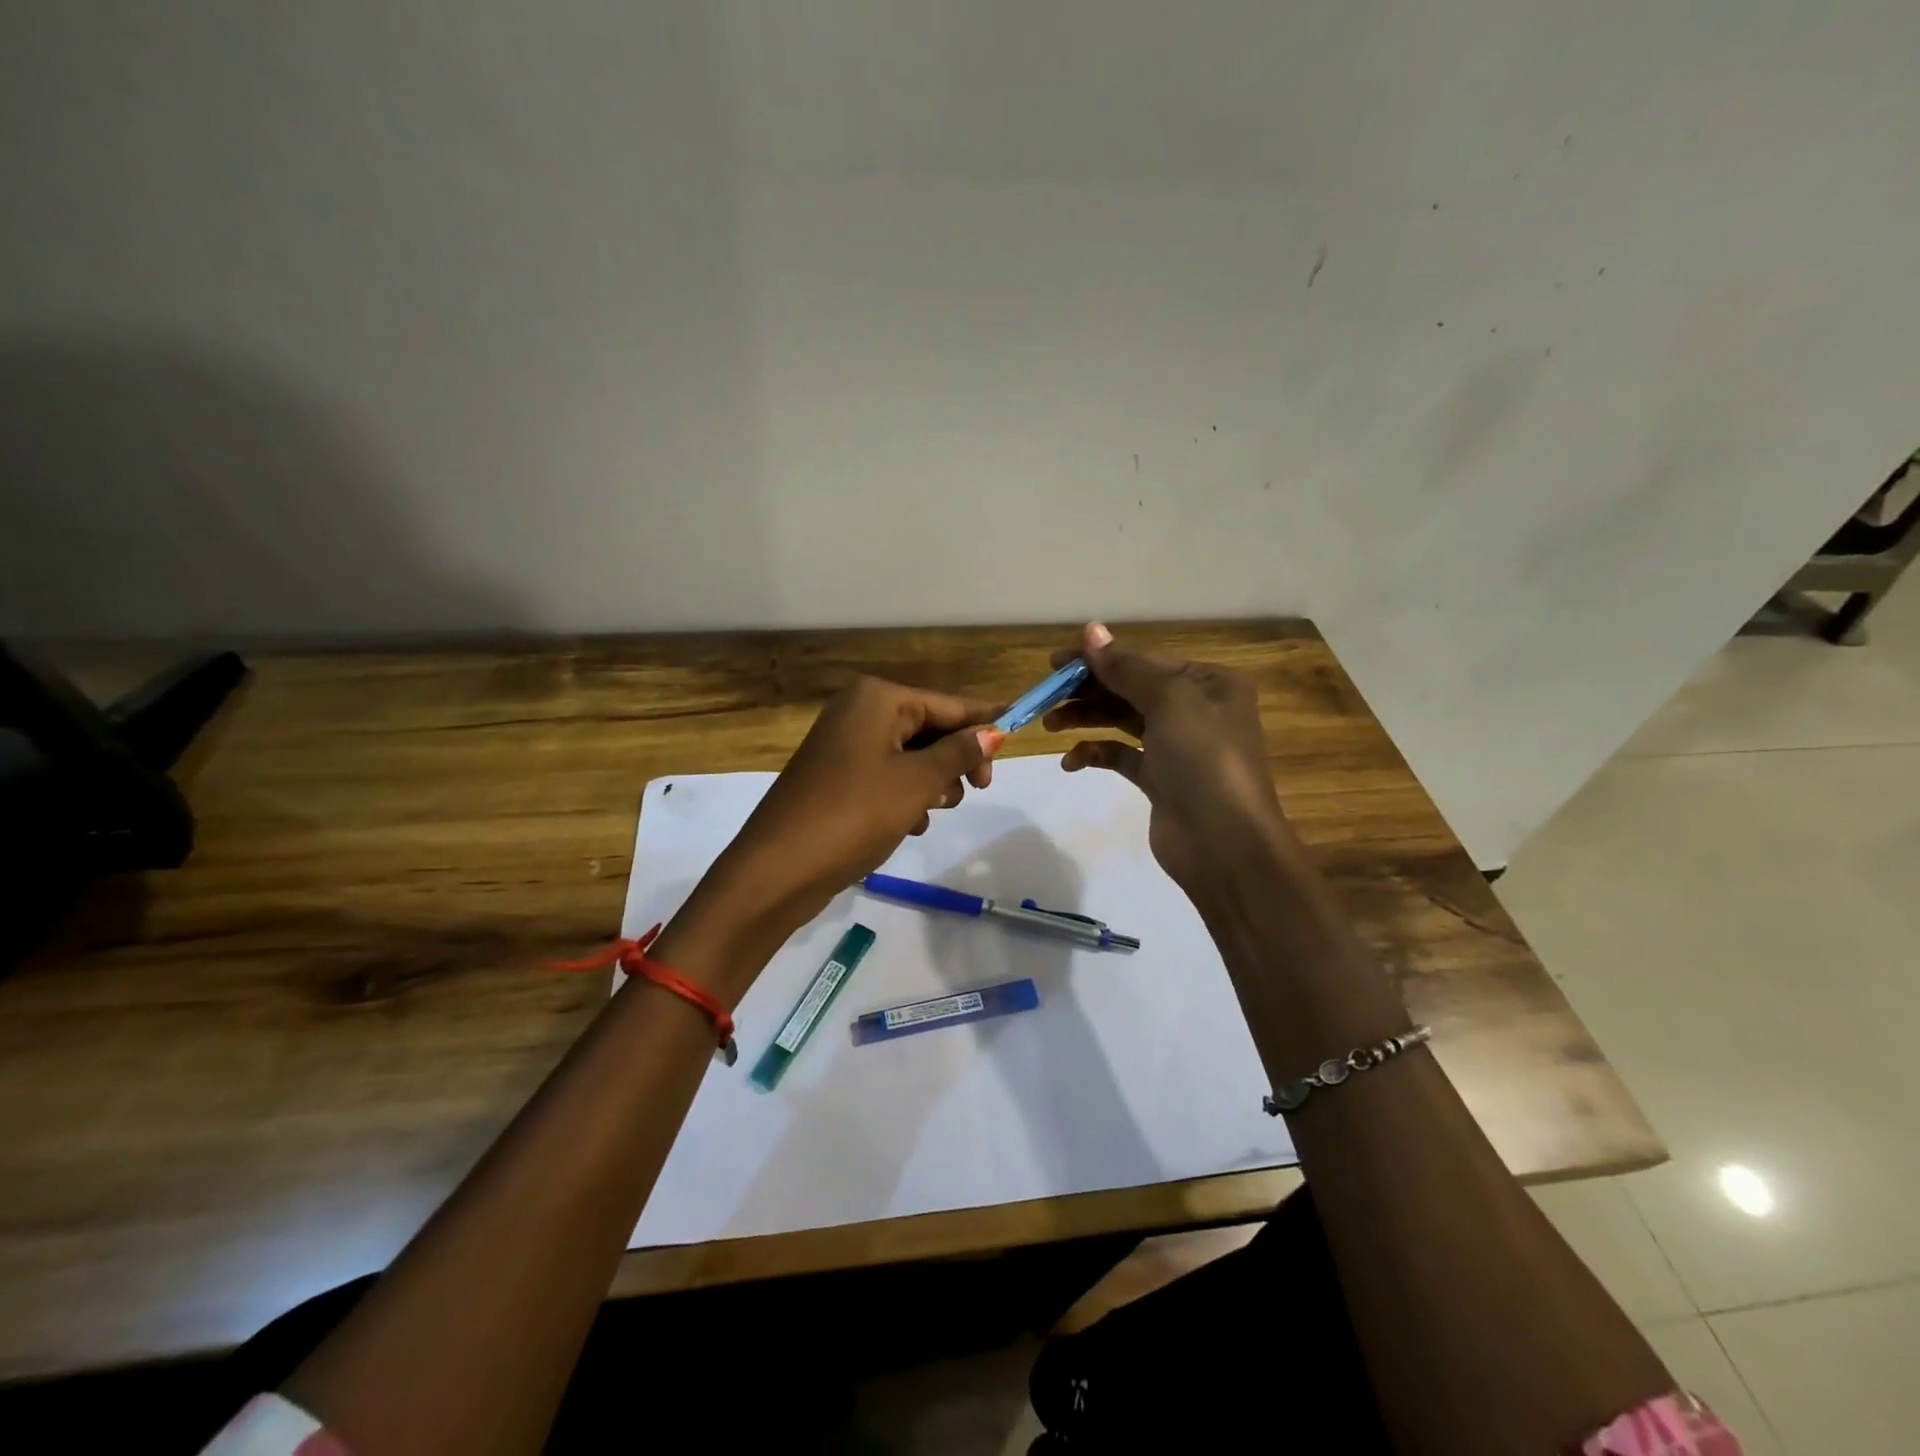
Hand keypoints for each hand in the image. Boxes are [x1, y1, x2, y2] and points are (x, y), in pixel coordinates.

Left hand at [697, 676, 1004, 948]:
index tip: (1020, 733)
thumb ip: (959, 753)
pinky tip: (909, 824)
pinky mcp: (837, 777)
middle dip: (955, 759)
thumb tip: (994, 732)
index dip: (984, 721)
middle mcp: (859, 711)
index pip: (947, 704)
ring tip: (932, 812)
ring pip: (911, 756)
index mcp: (877, 699)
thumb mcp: (916, 782)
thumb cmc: (854, 814)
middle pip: (929, 728)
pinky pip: (887, 776)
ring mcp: (844, 745)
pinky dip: (905, 796)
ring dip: (931, 782)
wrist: (777, 869)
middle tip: (979, 789)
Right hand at [1043, 623, 1287, 902]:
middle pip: (1131, 688)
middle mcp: (1196, 709)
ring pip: (1123, 720)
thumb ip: (1126, 667)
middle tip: (1045, 696)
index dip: (1099, 659)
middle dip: (1088, 690)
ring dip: (1086, 718)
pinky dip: (1096, 753)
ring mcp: (1177, 746)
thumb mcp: (1169, 701)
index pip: (1144, 660)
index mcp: (1208, 682)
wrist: (1224, 844)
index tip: (1054, 663)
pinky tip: (1071, 762)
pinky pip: (1122, 756)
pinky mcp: (1160, 779)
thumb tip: (1091, 630)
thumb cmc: (1203, 759)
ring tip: (1050, 724)